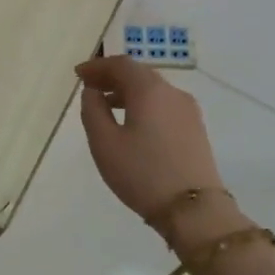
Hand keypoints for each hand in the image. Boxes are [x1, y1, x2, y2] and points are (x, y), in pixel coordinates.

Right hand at [75, 55, 223, 221]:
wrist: (193, 210)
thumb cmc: (142, 173)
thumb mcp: (104, 143)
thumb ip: (93, 111)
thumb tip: (92, 92)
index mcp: (149, 90)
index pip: (121, 65)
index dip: (98, 66)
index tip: (78, 75)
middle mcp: (172, 93)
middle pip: (139, 74)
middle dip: (112, 77)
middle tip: (90, 87)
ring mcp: (188, 111)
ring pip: (153, 90)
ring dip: (128, 92)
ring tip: (106, 107)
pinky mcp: (195, 129)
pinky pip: (164, 105)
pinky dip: (144, 105)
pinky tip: (132, 124)